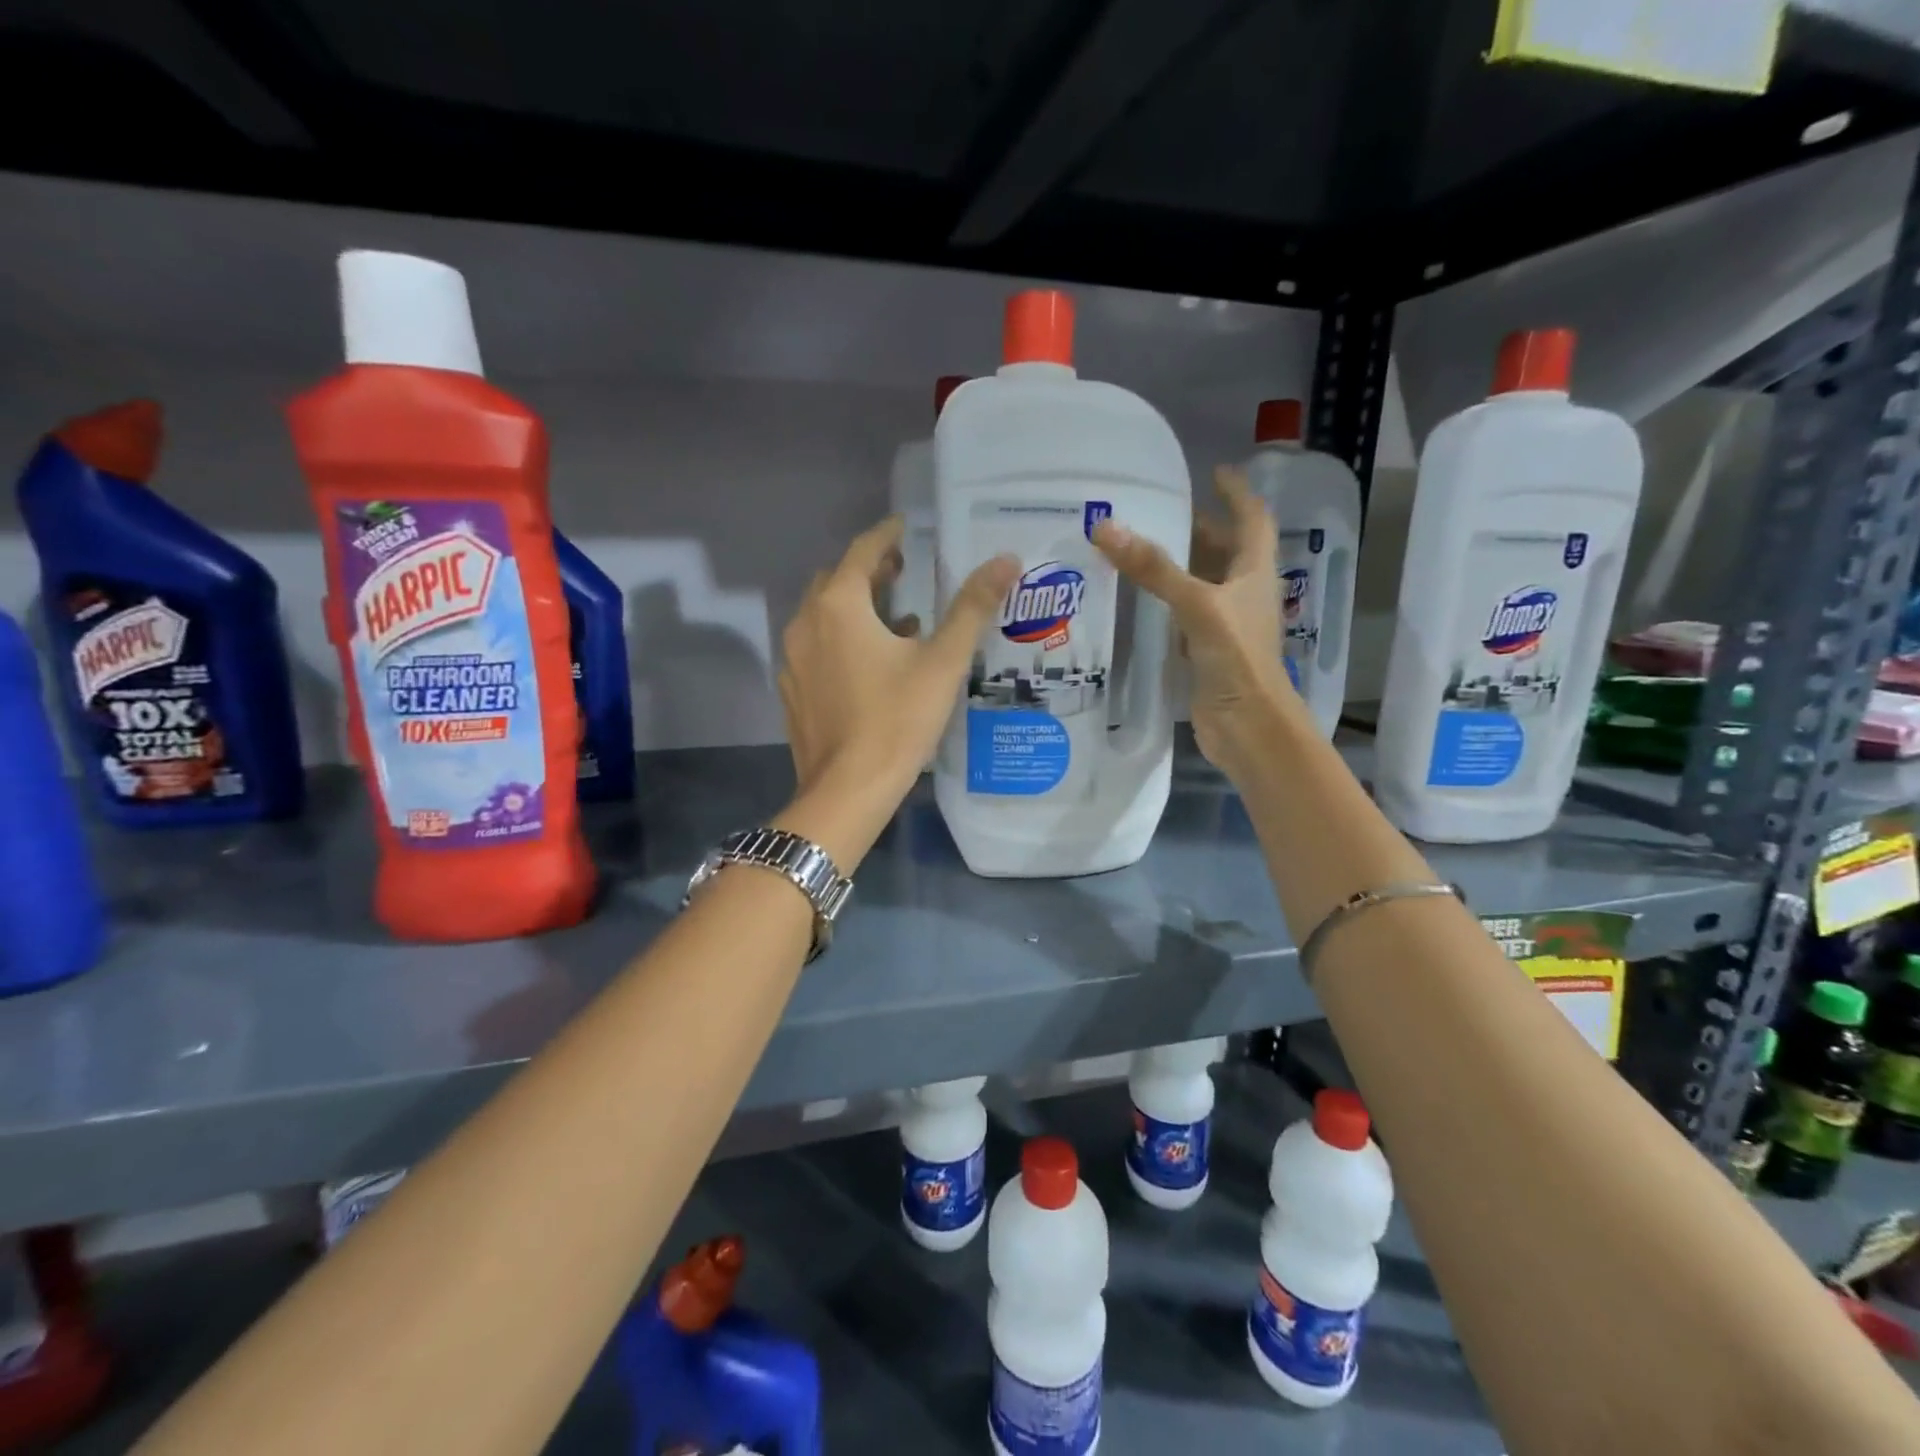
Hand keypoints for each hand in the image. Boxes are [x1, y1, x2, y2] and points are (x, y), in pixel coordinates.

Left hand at [778, 516, 1019, 801]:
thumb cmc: (897, 720)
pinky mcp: (793, 690)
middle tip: (905, 571)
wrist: (847, 790)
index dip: (887, 536)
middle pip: (836, 581)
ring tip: (898, 618)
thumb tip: (1006, 560)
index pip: (863, 551)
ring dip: (856, 607)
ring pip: (823, 616)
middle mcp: (805, 622)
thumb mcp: (942, 662)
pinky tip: (873, 664)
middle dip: (869, 571)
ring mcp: (793, 659)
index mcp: (838, 605)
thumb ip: (972, 607)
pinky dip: (842, 640)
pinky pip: (817, 648)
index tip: (907, 528)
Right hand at [1092, 466, 1298, 777]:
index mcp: (1254, 573)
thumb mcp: (1197, 605)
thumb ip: (1155, 569)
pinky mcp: (1205, 653)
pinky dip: (1164, 604)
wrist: (1248, 726)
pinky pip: (1183, 617)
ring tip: (1139, 549)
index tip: (1214, 472)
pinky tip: (1137, 602)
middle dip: (1199, 528)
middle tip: (1159, 511)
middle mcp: (1242, 594)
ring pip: (1201, 584)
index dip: (1237, 494)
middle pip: (1224, 551)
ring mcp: (1225, 625)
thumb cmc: (1237, 659)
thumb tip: (1106, 528)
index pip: (1252, 520)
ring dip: (1178, 567)